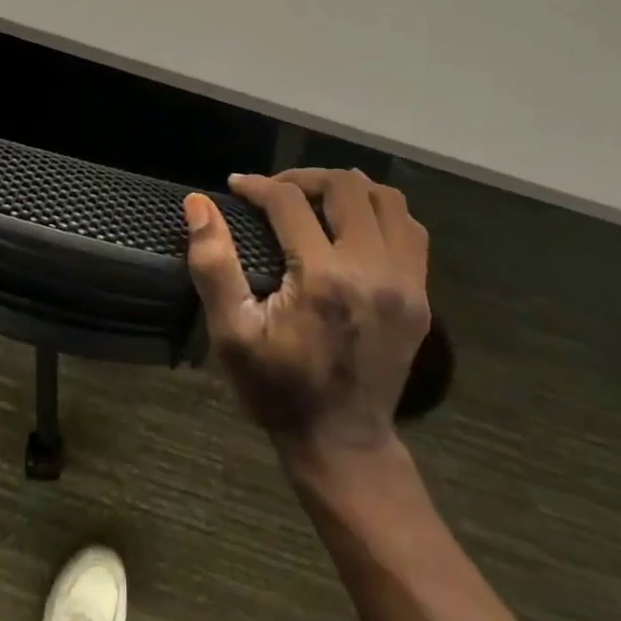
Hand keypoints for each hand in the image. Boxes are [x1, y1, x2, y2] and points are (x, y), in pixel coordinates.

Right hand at [184, 170, 430, 456]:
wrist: (343, 443)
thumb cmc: (277, 388)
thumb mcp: (231, 333)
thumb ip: (213, 264)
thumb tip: (198, 203)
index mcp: (324, 278)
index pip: (290, 201)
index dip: (258, 185)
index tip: (236, 186)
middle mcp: (373, 270)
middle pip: (346, 187)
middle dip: (304, 177)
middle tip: (275, 191)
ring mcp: (406, 283)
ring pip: (387, 200)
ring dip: (347, 189)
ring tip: (316, 201)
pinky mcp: (421, 297)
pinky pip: (410, 230)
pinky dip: (381, 214)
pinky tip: (353, 227)